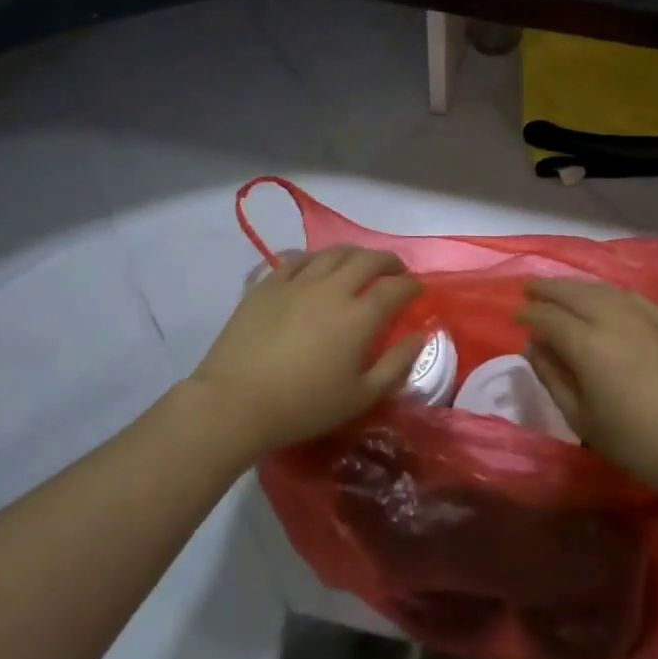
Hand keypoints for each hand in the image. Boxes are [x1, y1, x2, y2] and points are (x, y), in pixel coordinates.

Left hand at [188, 246, 422, 455]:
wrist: (236, 401)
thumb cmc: (304, 405)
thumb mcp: (361, 396)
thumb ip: (397, 364)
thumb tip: (420, 336)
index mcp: (360, 315)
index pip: (396, 288)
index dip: (412, 286)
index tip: (417, 291)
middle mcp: (333, 288)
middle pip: (369, 259)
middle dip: (389, 261)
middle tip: (395, 271)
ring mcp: (298, 281)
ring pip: (334, 253)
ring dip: (355, 255)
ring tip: (359, 265)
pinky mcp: (269, 283)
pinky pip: (298, 258)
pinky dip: (316, 259)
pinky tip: (316, 268)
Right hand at [516, 280, 657, 499]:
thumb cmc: (638, 443)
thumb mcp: (583, 420)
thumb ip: (553, 378)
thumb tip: (534, 347)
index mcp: (587, 344)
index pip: (548, 318)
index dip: (529, 314)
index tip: (515, 315)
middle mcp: (612, 318)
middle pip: (572, 292)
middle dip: (547, 289)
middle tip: (530, 289)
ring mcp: (643, 315)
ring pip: (600, 288)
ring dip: (575, 286)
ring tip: (561, 290)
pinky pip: (628, 295)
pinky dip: (607, 291)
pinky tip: (603, 297)